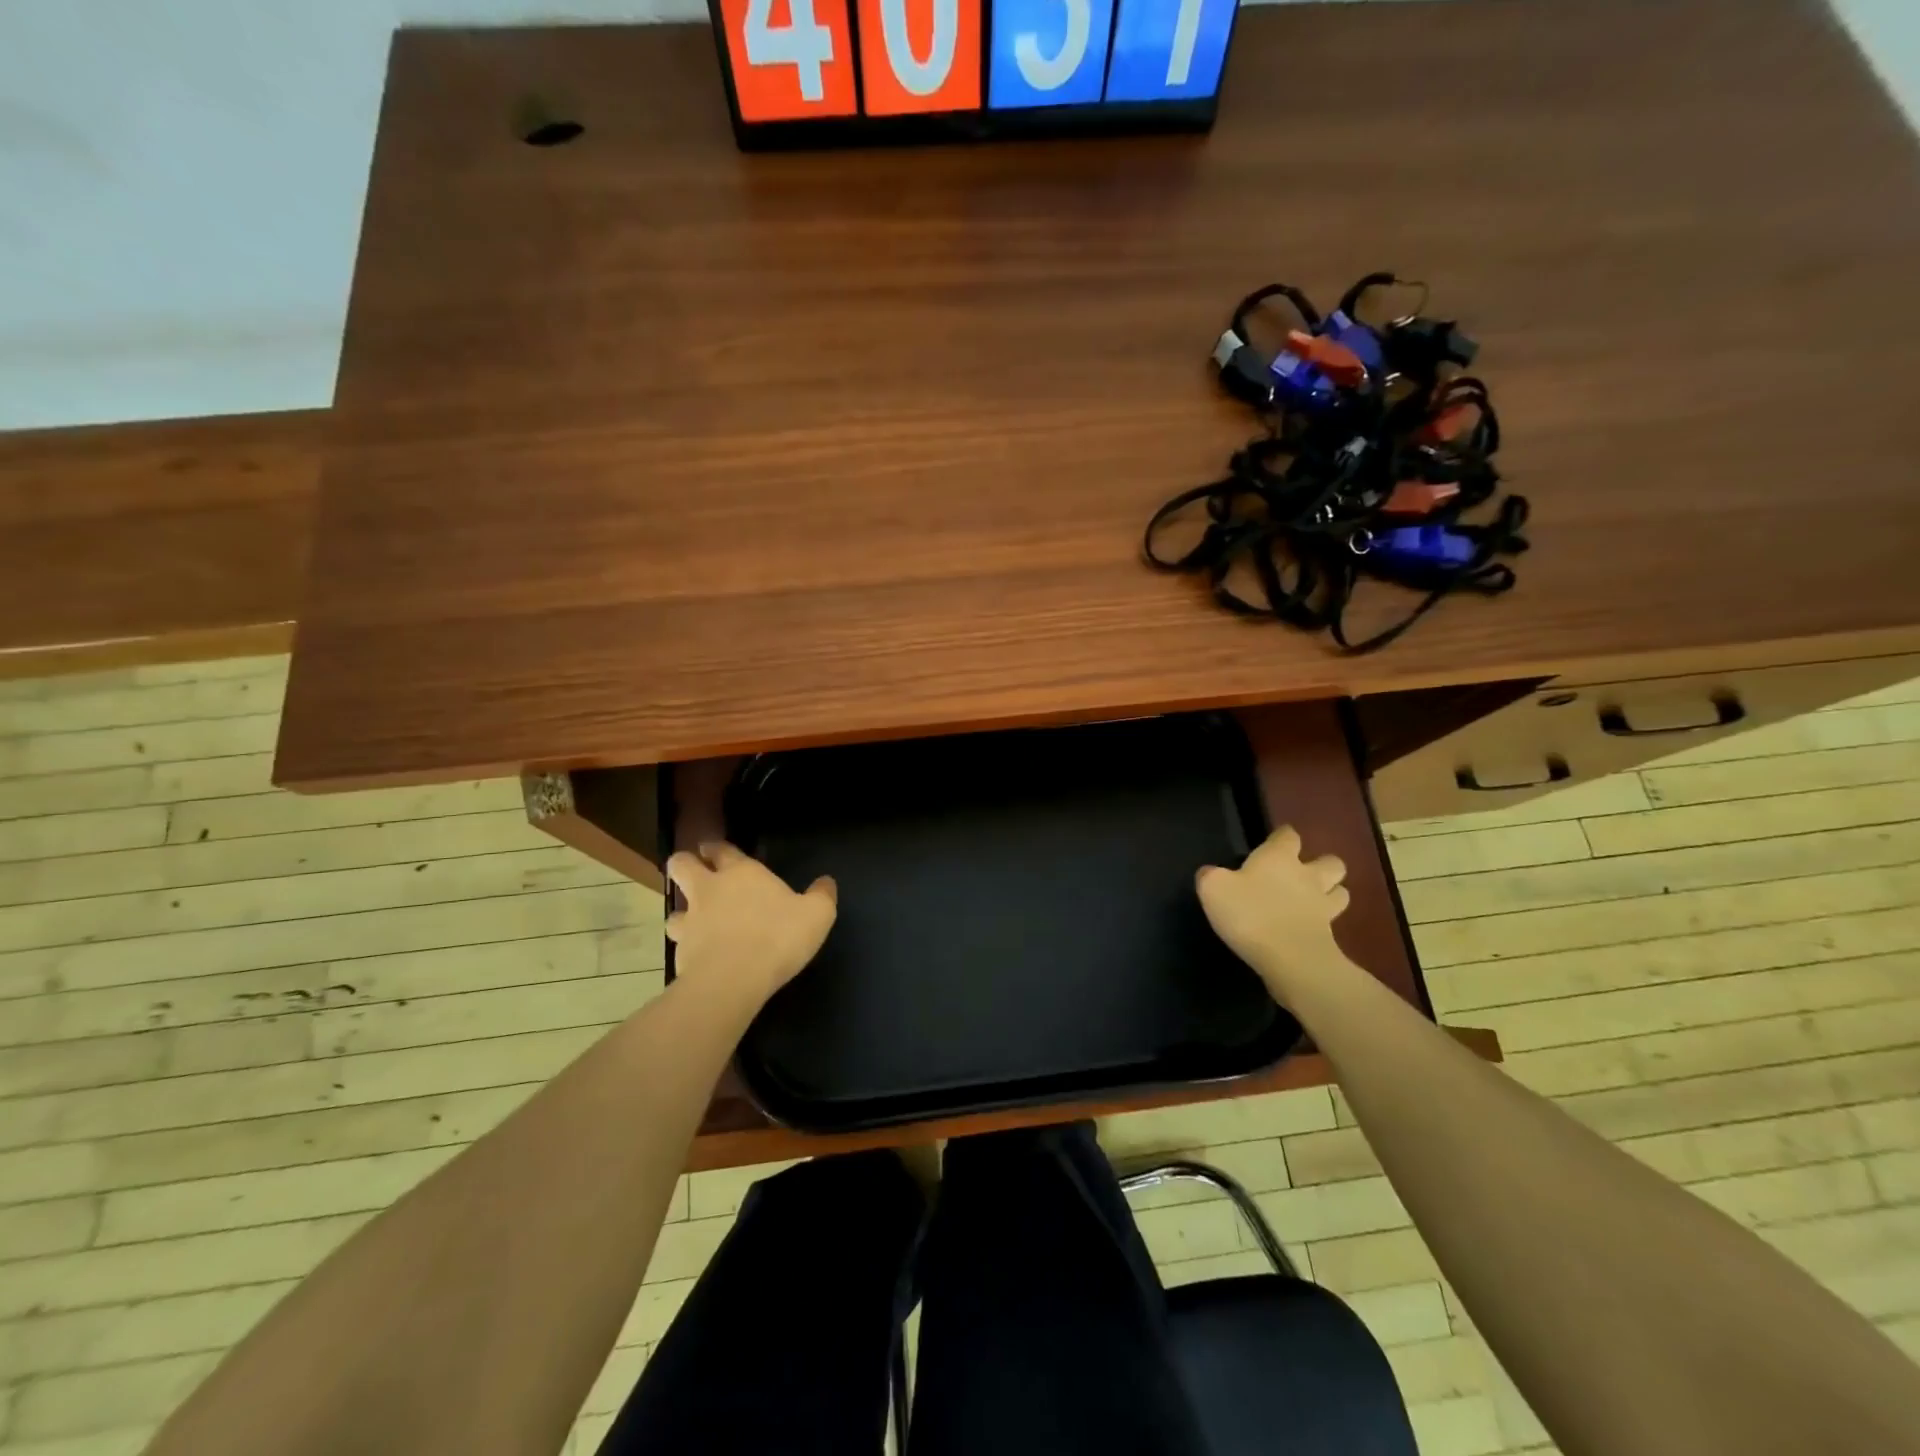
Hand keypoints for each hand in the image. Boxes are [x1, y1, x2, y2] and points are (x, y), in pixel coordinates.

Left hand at [665, 842, 837, 1006]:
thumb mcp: (817, 914)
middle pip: (681, 865)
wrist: (733, 979)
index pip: (722, 849)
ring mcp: (691, 921)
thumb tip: (826, 882)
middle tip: (695, 873)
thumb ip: (822, 895)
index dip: (716, 848)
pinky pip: (679, 944)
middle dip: (685, 864)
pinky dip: (688, 947)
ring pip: (674, 909)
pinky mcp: (681, 953)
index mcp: (742, 873)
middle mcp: (710, 890)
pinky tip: (701, 957)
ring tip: (694, 923)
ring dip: (682, 913)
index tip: (713, 850)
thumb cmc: (778, 936)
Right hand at [1196, 826, 1350, 1001]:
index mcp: (1279, 857)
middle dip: (1322, 865)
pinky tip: (1308, 930)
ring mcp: (1323, 906)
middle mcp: (1307, 876)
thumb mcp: (1213, 889)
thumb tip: (1209, 873)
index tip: (1274, 842)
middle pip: (1330, 862)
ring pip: (1340, 891)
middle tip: (1303, 875)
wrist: (1290, 959)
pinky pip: (1334, 924)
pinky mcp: (1330, 936)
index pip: (1288, 836)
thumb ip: (1210, 876)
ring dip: (1331, 893)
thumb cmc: (1250, 913)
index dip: (1282, 837)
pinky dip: (1324, 924)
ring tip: (1314, 902)